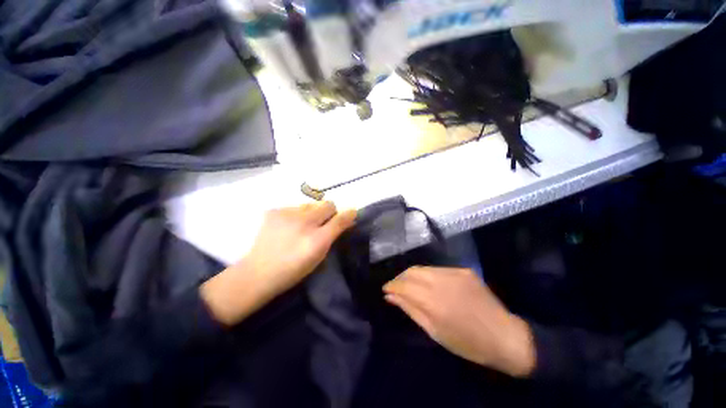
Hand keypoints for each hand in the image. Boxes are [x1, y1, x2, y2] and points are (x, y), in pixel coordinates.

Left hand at [201, 202, 356, 325]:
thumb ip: (333, 236)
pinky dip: (296, 214)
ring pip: (311, 204)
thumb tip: (347, 221)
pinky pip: (295, 206)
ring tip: (303, 225)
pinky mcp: (274, 211)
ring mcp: (287, 214)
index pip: (340, 218)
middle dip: (330, 211)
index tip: (352, 212)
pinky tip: (288, 226)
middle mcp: (304, 223)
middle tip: (323, 221)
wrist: (258, 272)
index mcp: (317, 240)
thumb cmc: (293, 270)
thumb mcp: (319, 256)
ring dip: (312, 212)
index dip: (349, 213)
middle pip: (328, 204)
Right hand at [383, 267, 535, 377]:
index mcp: (434, 302)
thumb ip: (410, 309)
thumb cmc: (467, 343)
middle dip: (400, 278)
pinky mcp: (463, 270)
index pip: (404, 285)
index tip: (385, 289)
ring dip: (412, 275)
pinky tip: (430, 285)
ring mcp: (454, 273)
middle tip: (395, 287)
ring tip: (409, 285)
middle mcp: (442, 282)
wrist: (504, 336)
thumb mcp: (434, 331)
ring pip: (423, 268)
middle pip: (411, 271)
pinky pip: (438, 269)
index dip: (391, 285)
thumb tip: (390, 296)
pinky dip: (428, 275)